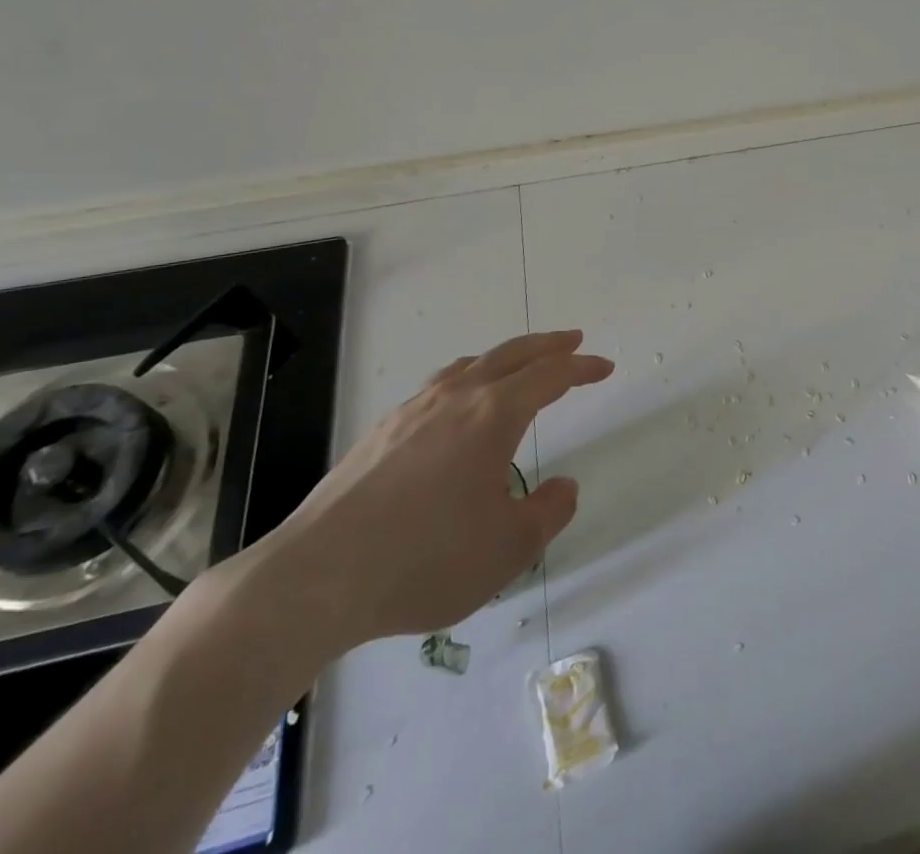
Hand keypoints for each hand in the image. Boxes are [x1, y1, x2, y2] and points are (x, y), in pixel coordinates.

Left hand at [242, 329, 612, 654]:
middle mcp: (455, 398)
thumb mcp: (509, 548)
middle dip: (547, 345)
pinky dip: (466, 378)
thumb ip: (548, 512)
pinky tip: (456, 405)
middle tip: (572, 340)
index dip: (581, 367)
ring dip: (504, 358)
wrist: (315, 578)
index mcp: (493, 415)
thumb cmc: (425, 559)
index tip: (604, 367)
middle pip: (511, 354)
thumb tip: (562, 486)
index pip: (549, 375)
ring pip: (470, 364)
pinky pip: (438, 386)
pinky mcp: (380, 432)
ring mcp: (412, 411)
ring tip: (518, 365)